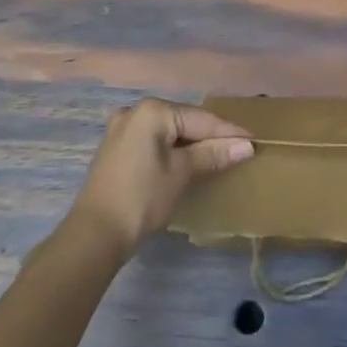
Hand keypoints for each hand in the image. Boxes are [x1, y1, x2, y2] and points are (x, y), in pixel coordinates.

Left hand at [67, 99, 253, 259]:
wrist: (93, 235)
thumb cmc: (142, 198)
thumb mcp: (181, 174)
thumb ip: (212, 155)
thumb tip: (245, 146)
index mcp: (152, 110)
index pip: (199, 118)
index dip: (227, 131)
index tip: (253, 139)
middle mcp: (135, 111)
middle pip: (183, 120)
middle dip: (210, 135)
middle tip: (238, 147)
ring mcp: (122, 128)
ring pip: (168, 130)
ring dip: (191, 142)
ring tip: (217, 153)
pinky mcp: (116, 148)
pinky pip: (153, 140)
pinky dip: (172, 148)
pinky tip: (186, 160)